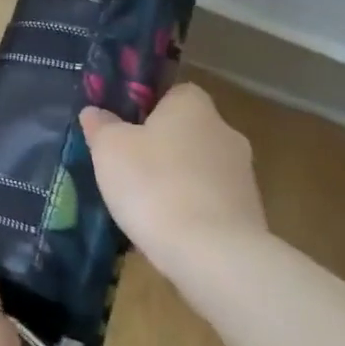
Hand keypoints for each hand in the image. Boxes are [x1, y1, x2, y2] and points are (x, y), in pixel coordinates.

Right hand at [79, 84, 267, 259]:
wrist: (212, 252)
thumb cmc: (153, 183)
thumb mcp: (109, 148)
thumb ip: (101, 126)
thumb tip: (95, 112)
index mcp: (193, 106)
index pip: (173, 92)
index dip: (146, 107)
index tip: (123, 128)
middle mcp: (225, 132)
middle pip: (186, 131)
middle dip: (159, 146)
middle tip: (125, 167)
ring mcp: (242, 174)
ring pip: (197, 168)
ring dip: (174, 180)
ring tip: (141, 204)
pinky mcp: (248, 213)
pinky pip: (208, 201)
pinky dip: (189, 209)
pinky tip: (165, 228)